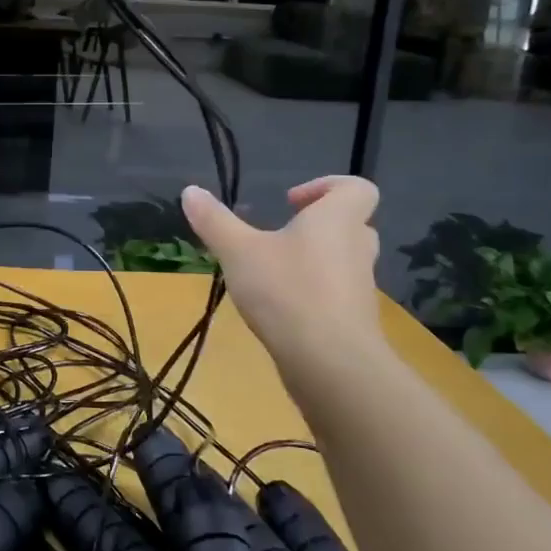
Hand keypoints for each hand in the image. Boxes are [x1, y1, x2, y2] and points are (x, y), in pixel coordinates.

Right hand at [182, 177, 386, 376]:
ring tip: (272, 272)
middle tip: (281, 234)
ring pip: (343, 261)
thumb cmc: (287, 291)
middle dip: (317, 225)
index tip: (290, 202)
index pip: (357, 188)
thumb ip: (214, 221)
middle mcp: (357, 248)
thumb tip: (190, 190)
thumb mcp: (238, 251)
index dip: (327, 186)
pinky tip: (280, 307)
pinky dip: (314, 294)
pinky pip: (337, 294)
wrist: (331, 364)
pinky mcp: (354, 320)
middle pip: (351, 224)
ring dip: (313, 260)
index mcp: (337, 220)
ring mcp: (360, 287)